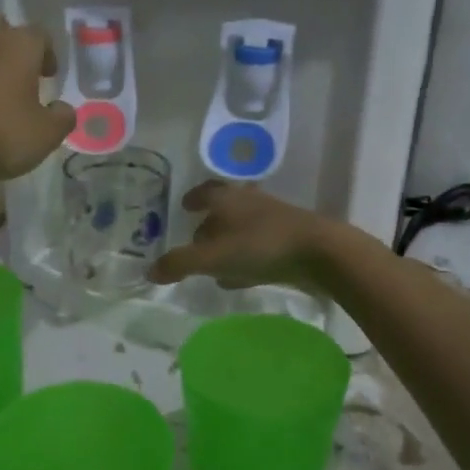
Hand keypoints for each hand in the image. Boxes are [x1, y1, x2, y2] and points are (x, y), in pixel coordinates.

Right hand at [149, 181, 350, 293]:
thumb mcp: (212, 257)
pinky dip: (244, 260)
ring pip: (242, 230)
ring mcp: (273, 222)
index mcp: (228, 199)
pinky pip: (258, 249)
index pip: (206, 191)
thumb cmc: (260, 246)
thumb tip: (149, 271)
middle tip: (194, 238)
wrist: (320, 253)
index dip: (194, 198)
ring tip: (212, 263)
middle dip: (209, 224)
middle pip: (224, 210)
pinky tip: (237, 278)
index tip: (184, 206)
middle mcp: (250, 204)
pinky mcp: (289, 243)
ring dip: (226, 244)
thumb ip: (179, 264)